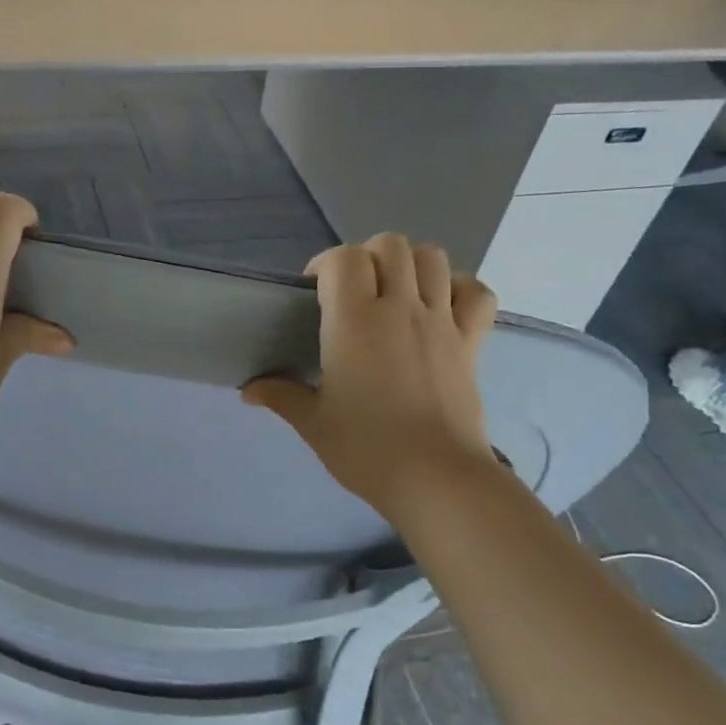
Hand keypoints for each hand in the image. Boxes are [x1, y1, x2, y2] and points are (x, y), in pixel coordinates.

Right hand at [242, 235, 498, 522]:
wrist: (436, 478)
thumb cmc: (366, 450)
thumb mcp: (313, 424)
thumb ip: (281, 397)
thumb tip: (249, 390)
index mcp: (354, 322)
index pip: (343, 258)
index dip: (325, 263)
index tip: (314, 290)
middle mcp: (401, 308)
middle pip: (390, 245)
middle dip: (367, 256)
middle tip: (353, 290)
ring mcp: (442, 322)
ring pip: (433, 258)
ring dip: (410, 264)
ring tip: (395, 292)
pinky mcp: (471, 343)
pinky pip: (476, 292)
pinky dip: (460, 288)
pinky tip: (442, 306)